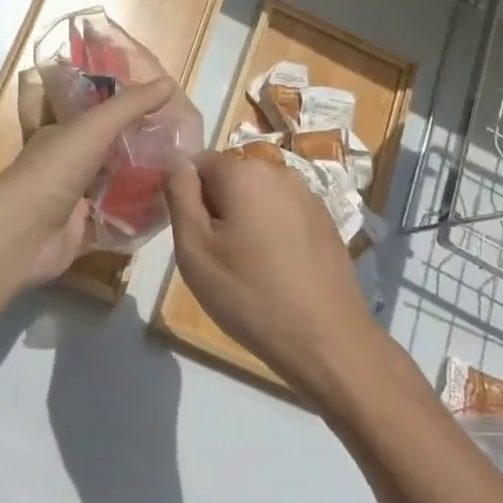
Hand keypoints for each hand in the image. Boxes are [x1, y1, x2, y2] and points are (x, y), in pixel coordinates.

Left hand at [0, 78, 179, 290]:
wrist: (20, 235)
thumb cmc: (53, 172)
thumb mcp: (93, 128)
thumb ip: (130, 106)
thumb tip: (170, 83)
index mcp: (63, 134)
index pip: (99, 116)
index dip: (128, 111)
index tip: (166, 111)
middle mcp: (67, 164)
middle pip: (110, 153)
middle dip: (141, 149)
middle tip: (184, 147)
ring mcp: (73, 200)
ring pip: (114, 187)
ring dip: (142, 183)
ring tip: (182, 176)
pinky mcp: (81, 232)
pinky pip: (115, 222)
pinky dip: (136, 219)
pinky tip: (167, 211)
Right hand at [164, 151, 381, 399]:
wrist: (327, 341)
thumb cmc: (249, 294)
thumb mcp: (195, 248)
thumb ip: (180, 194)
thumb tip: (175, 160)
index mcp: (244, 172)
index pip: (198, 163)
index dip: (186, 195)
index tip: (190, 235)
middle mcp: (280, 172)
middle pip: (230, 178)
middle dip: (217, 208)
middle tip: (215, 257)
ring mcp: (309, 196)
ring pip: (258, 197)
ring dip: (245, 220)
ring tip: (246, 267)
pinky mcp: (326, 222)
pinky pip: (284, 214)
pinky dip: (272, 233)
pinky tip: (276, 271)